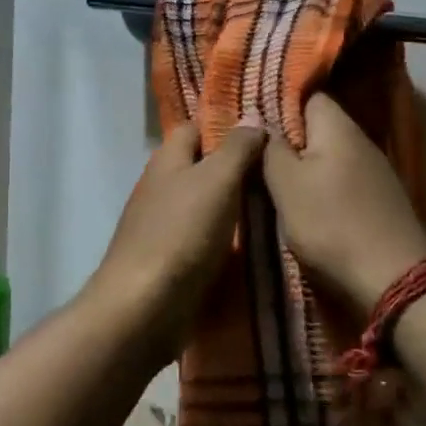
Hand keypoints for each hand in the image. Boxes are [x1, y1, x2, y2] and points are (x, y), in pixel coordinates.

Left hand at [86, 124, 266, 354]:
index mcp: (167, 160)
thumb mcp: (217, 180)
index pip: (196, 127)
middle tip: (281, 169)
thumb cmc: (181, 233)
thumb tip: (253, 118)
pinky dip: (226, 236)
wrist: (144, 307)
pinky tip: (254, 242)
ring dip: (234, 203)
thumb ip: (237, 148)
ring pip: (205, 203)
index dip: (226, 124)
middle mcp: (161, 187)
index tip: (264, 130)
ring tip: (278, 203)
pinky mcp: (170, 259)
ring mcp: (163, 225)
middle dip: (236, 166)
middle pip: (201, 166)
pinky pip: (204, 237)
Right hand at [263, 94, 425, 313]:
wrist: (393, 278)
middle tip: (257, 156)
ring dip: (306, 167)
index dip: (278, 103)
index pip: (307, 95)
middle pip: (318, 127)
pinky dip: (324, 188)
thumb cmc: (331, 224)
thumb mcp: (286, 185)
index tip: (253, 121)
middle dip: (289, 139)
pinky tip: (310, 206)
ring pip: (330, 155)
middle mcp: (361, 139)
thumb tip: (261, 120)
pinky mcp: (380, 198)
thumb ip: (271, 149)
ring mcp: (375, 170)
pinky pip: (343, 180)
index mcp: (338, 126)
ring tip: (276, 183)